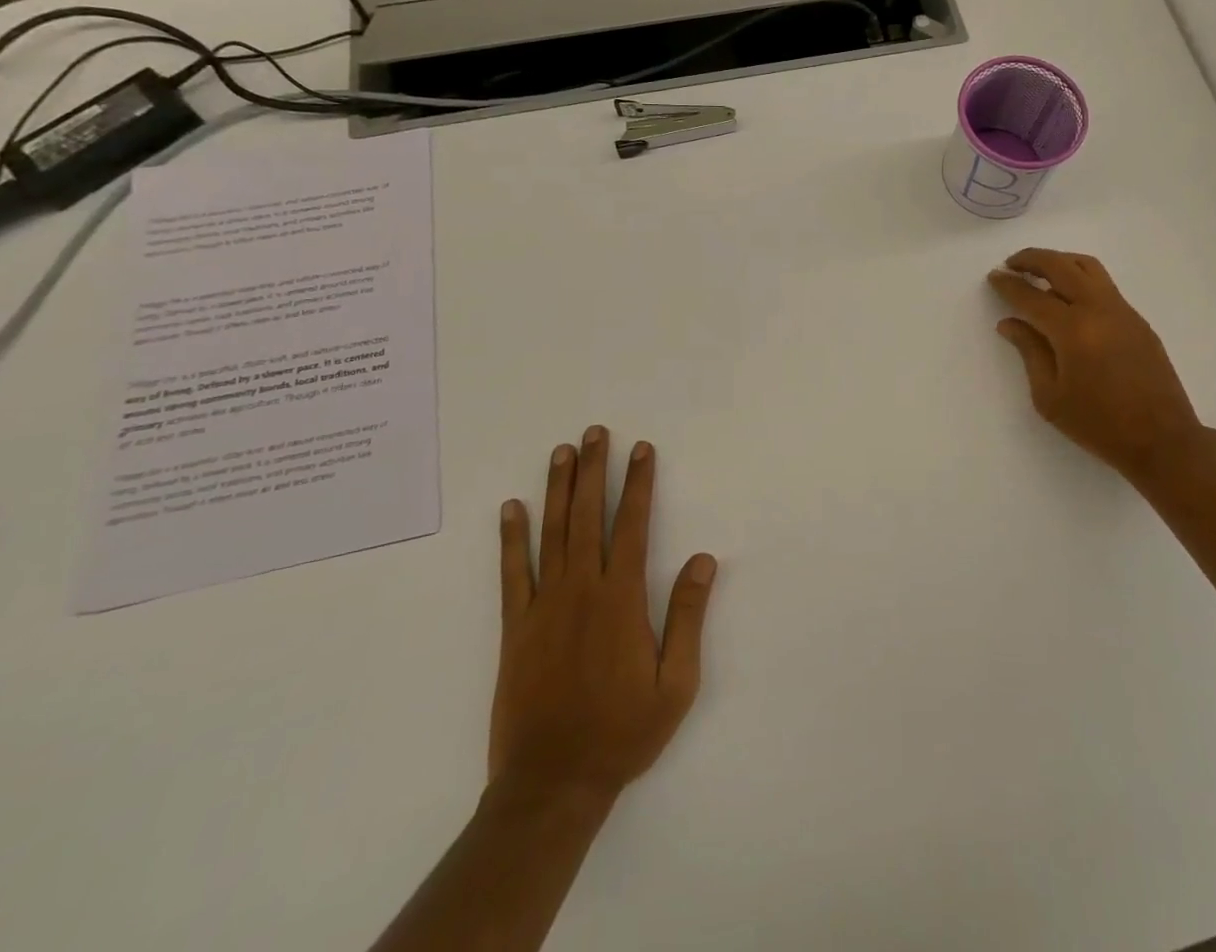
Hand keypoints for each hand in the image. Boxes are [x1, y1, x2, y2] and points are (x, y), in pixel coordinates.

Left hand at [490, 426, 717, 803]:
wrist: (552, 784)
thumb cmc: (623, 732)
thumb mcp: (676, 682)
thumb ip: (687, 616)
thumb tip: (704, 559)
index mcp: (621, 598)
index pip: (633, 524)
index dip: (638, 483)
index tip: (642, 449)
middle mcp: (581, 590)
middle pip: (589, 516)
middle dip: (594, 470)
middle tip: (596, 432)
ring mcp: (543, 606)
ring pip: (552, 533)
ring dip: (558, 489)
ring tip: (562, 452)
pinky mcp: (514, 628)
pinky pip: (511, 572)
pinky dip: (511, 537)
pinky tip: (512, 508)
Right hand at [988, 248, 1211, 485]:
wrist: (1162, 440)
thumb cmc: (1098, 424)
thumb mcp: (1049, 396)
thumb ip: (1029, 351)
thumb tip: (1010, 322)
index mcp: (1073, 330)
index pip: (1032, 296)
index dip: (1009, 285)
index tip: (993, 276)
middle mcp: (1098, 309)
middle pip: (1061, 266)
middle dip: (1032, 259)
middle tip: (1011, 264)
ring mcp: (1122, 311)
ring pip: (1088, 267)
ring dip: (1059, 262)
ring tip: (1040, 272)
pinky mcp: (1137, 320)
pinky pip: (1103, 285)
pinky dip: (1079, 279)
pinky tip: (1068, 299)